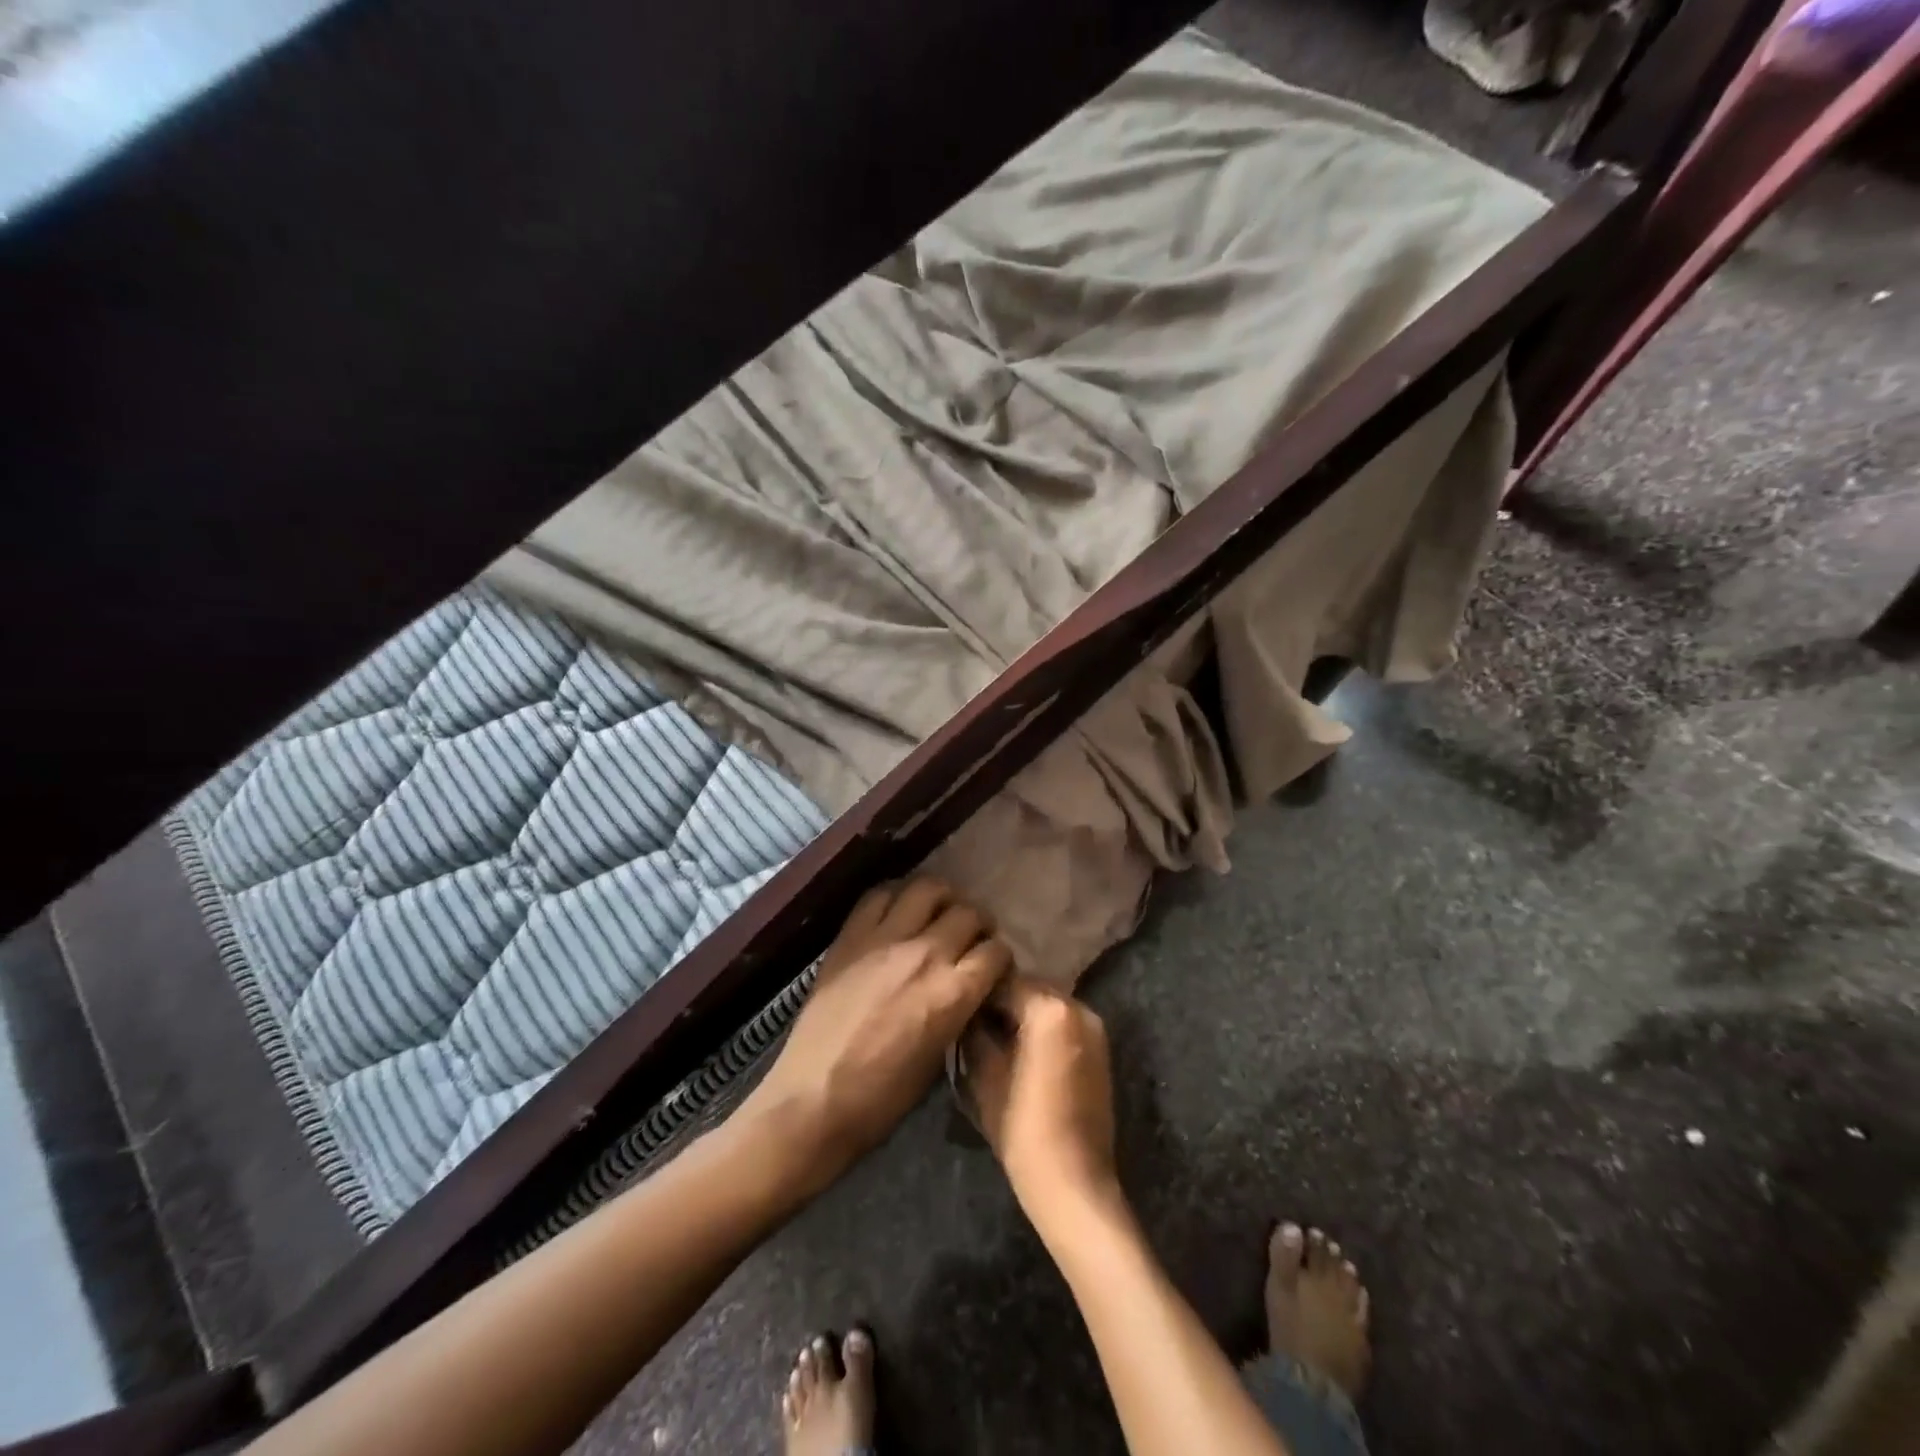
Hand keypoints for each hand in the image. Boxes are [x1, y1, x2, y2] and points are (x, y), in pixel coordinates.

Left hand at [743, 878, 1009, 1187]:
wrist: (813, 1100)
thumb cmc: (882, 1098)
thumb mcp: (939, 1058)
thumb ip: (959, 1011)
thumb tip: (967, 989)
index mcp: (954, 992)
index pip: (996, 951)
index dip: (1000, 957)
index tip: (993, 966)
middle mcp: (927, 954)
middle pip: (969, 913)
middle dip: (978, 924)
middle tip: (970, 937)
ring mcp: (886, 939)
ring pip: (928, 889)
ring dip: (943, 898)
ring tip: (938, 912)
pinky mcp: (851, 936)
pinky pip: (879, 895)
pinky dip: (896, 896)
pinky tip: (898, 911)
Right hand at [960, 977, 1118, 1227]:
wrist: (1076, 1185)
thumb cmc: (1024, 1130)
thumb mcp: (986, 1078)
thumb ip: (976, 1034)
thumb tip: (968, 1015)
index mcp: (1050, 1009)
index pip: (1005, 981)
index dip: (978, 992)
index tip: (957, 1005)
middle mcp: (1078, 1007)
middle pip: (1030, 988)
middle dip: (1002, 1000)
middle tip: (972, 1020)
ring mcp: (1094, 1028)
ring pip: (1048, 1005)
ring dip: (1023, 1013)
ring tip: (994, 1037)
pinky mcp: (1101, 1049)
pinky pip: (1063, 1023)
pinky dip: (1042, 1028)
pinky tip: (1020, 1051)